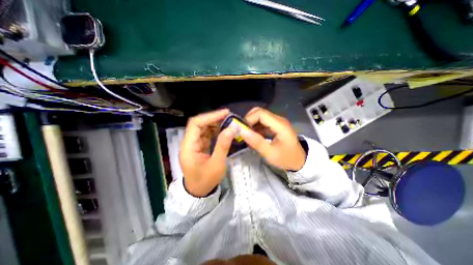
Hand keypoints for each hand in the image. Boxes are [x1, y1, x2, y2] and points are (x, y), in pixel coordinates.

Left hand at [179, 109, 234, 197]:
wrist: (199, 192)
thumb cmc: (206, 181)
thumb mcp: (217, 164)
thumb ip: (223, 145)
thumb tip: (232, 129)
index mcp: (189, 147)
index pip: (196, 124)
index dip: (210, 116)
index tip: (225, 113)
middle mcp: (189, 143)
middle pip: (199, 124)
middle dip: (213, 118)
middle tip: (229, 116)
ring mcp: (194, 144)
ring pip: (203, 128)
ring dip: (215, 123)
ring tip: (228, 121)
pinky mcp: (199, 146)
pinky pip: (206, 134)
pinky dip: (215, 130)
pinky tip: (223, 129)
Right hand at [240, 108, 306, 171]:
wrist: (299, 161)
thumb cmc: (286, 158)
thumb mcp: (270, 153)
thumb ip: (256, 142)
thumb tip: (242, 131)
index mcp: (279, 125)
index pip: (260, 113)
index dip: (249, 119)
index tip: (241, 130)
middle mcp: (278, 120)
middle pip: (259, 112)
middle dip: (248, 120)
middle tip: (242, 132)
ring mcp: (277, 122)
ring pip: (260, 116)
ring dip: (251, 124)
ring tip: (246, 136)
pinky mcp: (275, 126)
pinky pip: (262, 122)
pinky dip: (255, 128)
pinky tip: (253, 137)